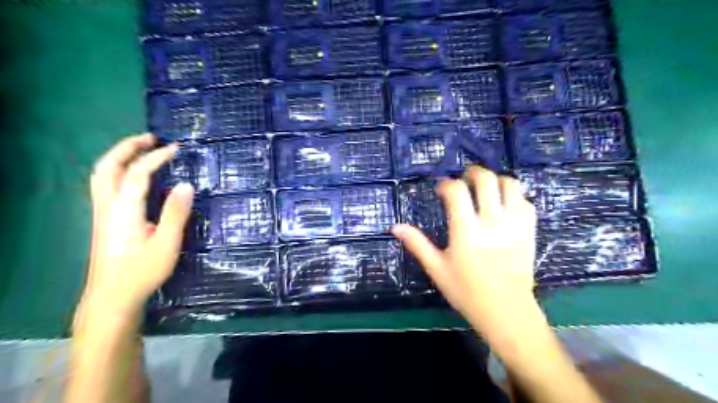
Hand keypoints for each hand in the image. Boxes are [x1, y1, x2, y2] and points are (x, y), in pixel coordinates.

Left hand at [80, 134, 193, 315]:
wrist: (112, 297)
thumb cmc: (143, 271)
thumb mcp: (167, 243)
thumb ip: (176, 213)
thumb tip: (186, 185)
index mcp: (124, 210)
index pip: (137, 174)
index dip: (156, 158)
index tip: (175, 148)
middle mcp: (108, 207)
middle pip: (108, 167)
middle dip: (126, 148)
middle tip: (150, 138)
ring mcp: (103, 214)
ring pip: (102, 176)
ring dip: (120, 158)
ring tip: (141, 150)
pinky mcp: (105, 221)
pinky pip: (106, 186)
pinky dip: (119, 171)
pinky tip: (134, 177)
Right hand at [392, 167, 537, 343]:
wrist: (506, 312)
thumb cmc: (466, 291)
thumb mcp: (436, 268)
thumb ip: (416, 244)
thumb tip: (395, 227)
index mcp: (466, 229)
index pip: (456, 190)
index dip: (446, 184)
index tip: (440, 190)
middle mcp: (492, 220)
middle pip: (486, 179)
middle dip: (472, 172)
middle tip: (464, 178)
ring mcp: (515, 224)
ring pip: (511, 185)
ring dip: (496, 180)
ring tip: (485, 189)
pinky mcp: (529, 231)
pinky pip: (526, 202)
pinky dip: (515, 197)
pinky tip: (504, 206)